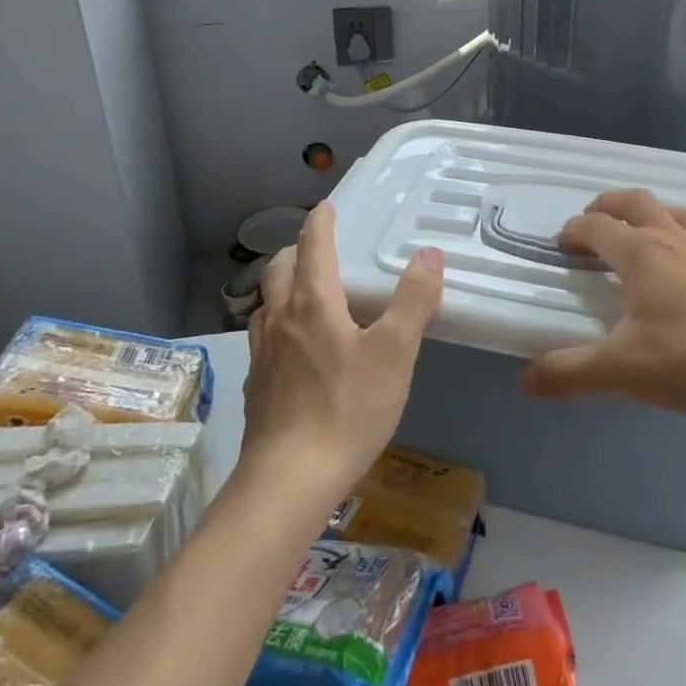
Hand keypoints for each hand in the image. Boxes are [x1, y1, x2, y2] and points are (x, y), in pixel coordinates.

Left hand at [242, 203, 444, 493]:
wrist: (290, 479)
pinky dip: (278, 320)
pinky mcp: (257, 384)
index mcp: (313, 302)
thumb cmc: (348, 408)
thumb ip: (413, 300)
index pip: (313, 245)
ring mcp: (262, 353)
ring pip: (266, 301)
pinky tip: (294, 345)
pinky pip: (264, 335)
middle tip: (320, 248)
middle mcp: (281, 318)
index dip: (320, 221)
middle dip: (297, 249)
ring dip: (283, 284)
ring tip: (306, 292)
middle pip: (280, 268)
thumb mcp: (395, 352)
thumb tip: (428, 254)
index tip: (327, 206)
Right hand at [520, 189, 685, 423]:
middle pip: (638, 203)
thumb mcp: (620, 372)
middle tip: (595, 219)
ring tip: (647, 231)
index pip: (597, 228)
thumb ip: (569, 373)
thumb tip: (526, 380)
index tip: (562, 243)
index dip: (574, 230)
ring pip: (682, 214)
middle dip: (611, 205)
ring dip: (658, 215)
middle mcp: (677, 241)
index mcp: (641, 255)